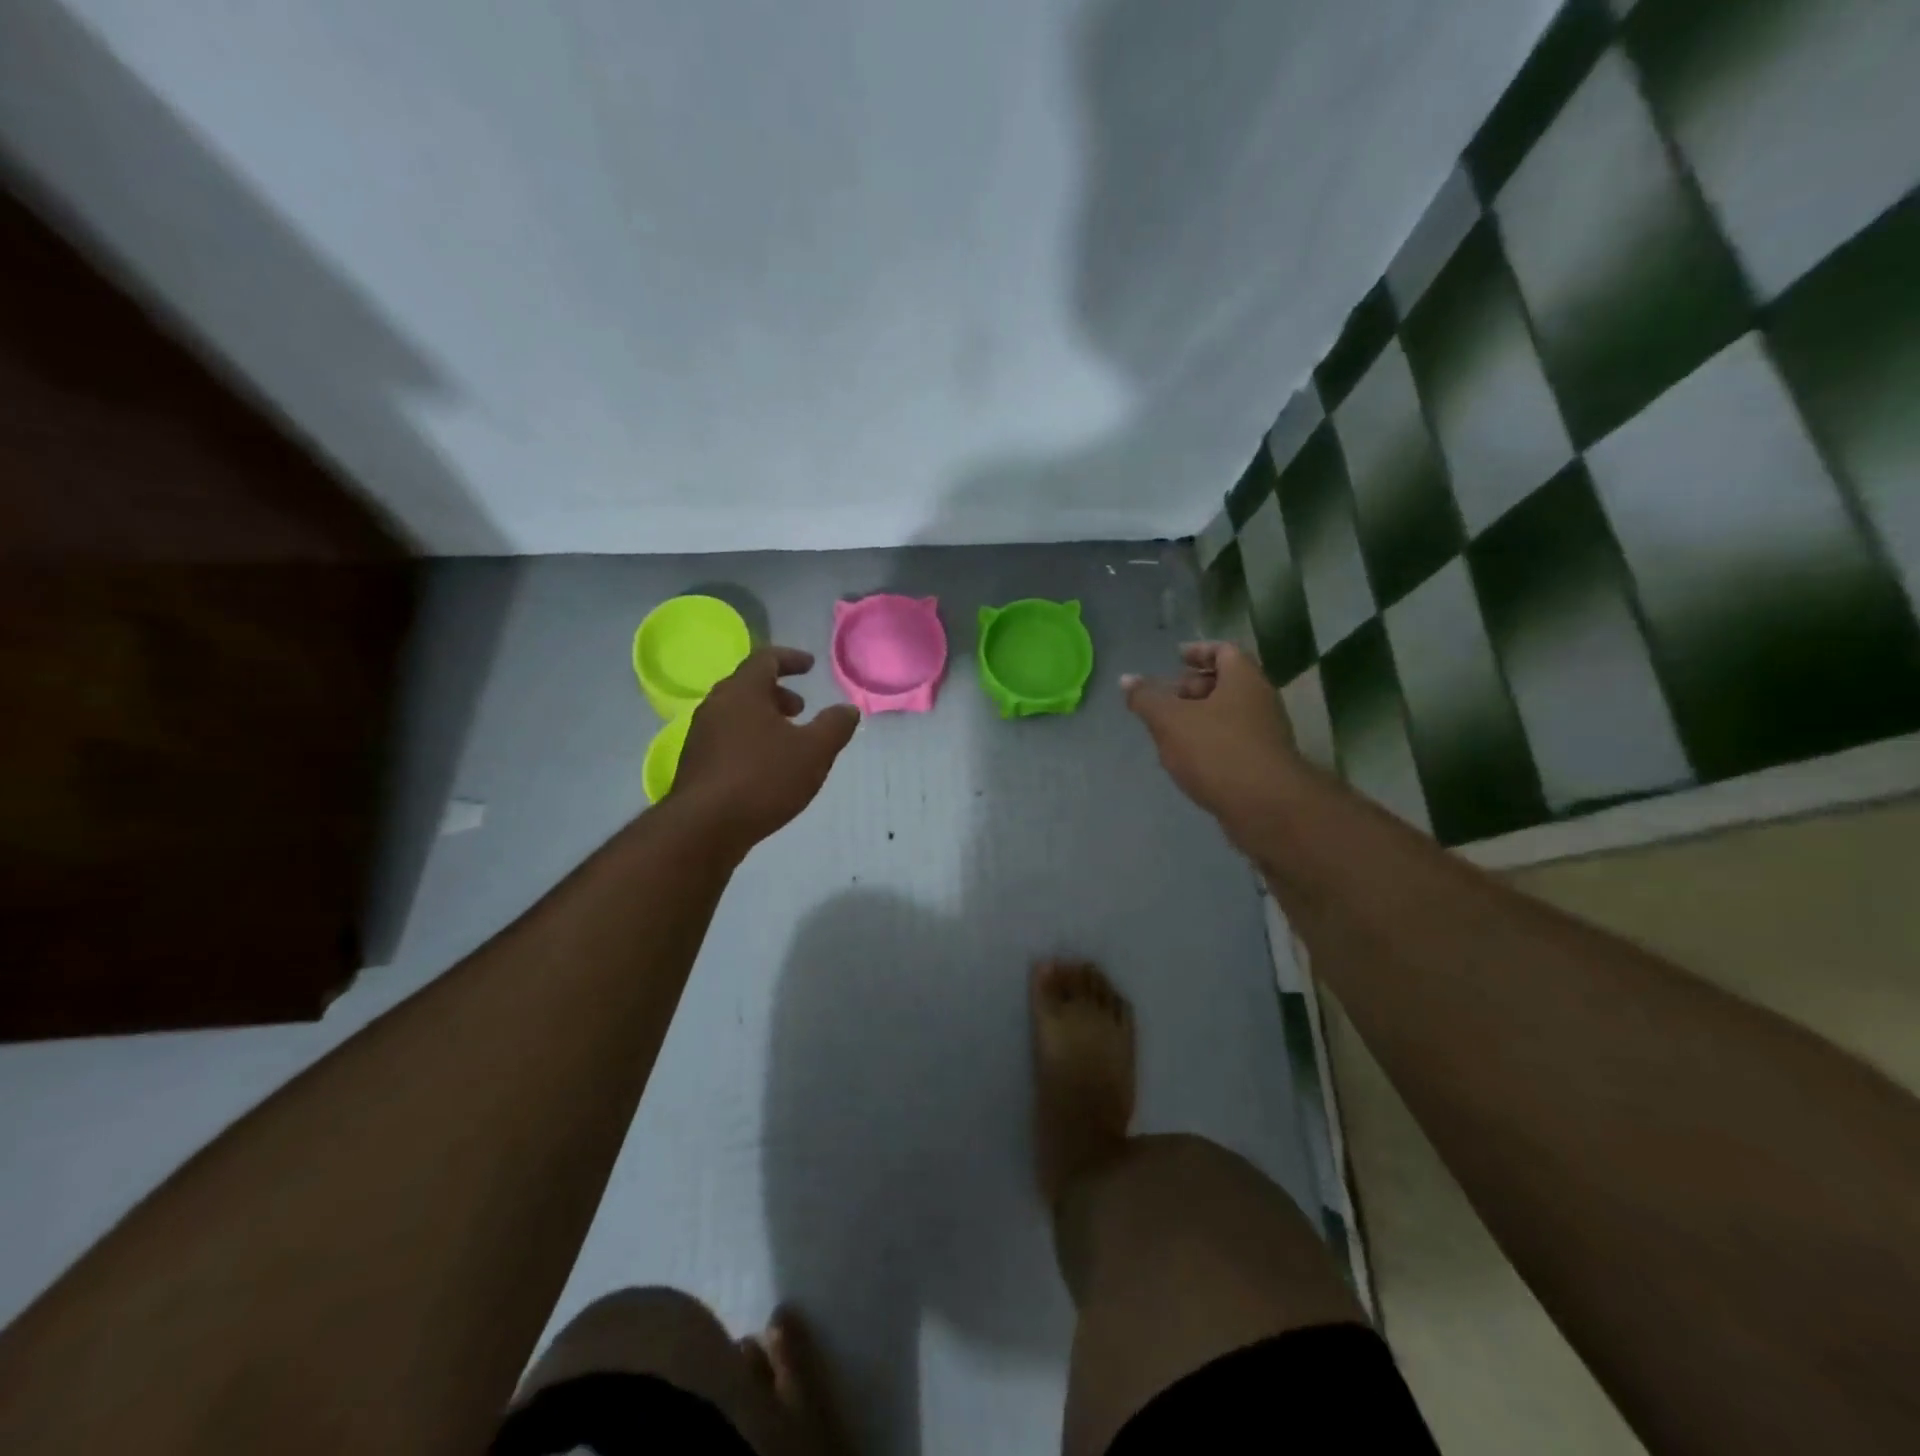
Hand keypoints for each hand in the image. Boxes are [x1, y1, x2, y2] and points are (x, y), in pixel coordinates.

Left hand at [672, 647, 859, 853]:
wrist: (705, 827)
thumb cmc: (763, 778)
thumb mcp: (814, 751)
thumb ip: (835, 726)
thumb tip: (848, 709)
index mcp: (742, 692)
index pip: (765, 659)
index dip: (790, 659)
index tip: (810, 665)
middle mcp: (716, 706)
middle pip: (747, 686)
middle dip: (777, 692)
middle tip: (800, 708)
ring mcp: (701, 736)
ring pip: (736, 714)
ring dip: (763, 718)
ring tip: (787, 740)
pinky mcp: (696, 764)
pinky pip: (727, 738)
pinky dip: (750, 739)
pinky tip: (766, 767)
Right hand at [1122, 642, 1299, 828]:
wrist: (1265, 807)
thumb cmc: (1216, 751)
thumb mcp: (1170, 720)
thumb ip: (1146, 699)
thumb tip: (1126, 680)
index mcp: (1243, 680)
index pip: (1223, 651)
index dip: (1198, 650)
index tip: (1175, 657)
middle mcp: (1260, 701)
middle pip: (1225, 683)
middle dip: (1192, 687)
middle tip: (1164, 698)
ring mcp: (1264, 734)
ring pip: (1227, 715)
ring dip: (1198, 718)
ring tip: (1168, 731)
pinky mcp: (1261, 764)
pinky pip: (1231, 742)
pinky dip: (1208, 743)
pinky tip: (1186, 760)